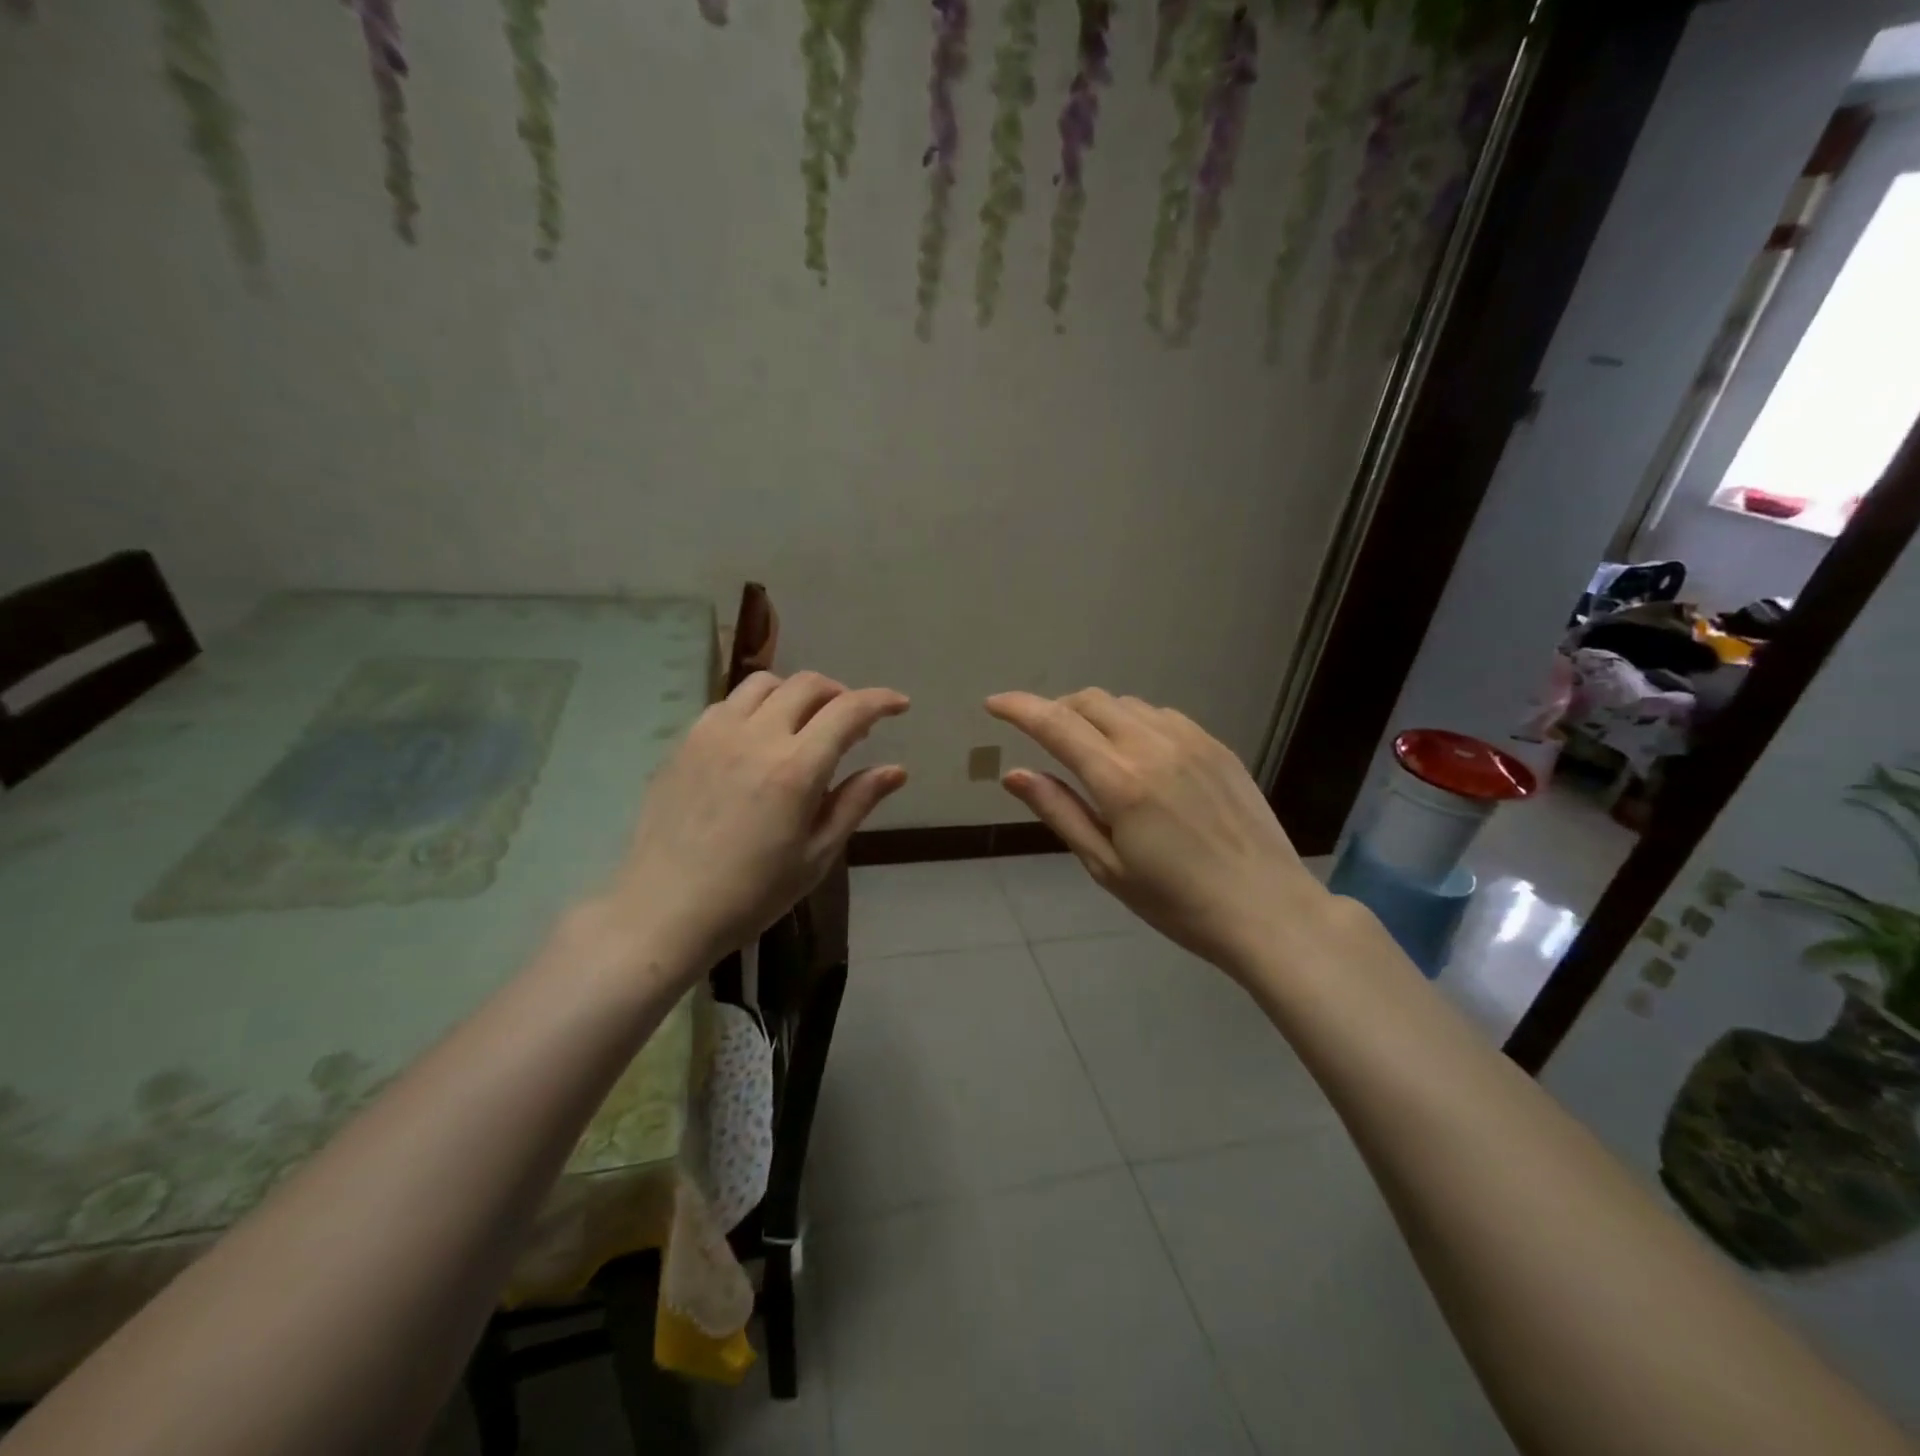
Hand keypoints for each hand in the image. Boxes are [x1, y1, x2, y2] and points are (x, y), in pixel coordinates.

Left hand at [594, 671, 908, 974]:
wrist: (665, 910)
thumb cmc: (752, 893)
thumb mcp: (816, 855)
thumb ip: (856, 802)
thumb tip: (896, 770)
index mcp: (796, 768)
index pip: (848, 710)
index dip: (880, 701)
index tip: (899, 705)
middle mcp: (756, 736)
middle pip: (807, 684)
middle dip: (840, 693)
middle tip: (851, 722)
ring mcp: (714, 733)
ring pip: (765, 683)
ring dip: (796, 693)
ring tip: (804, 724)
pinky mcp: (685, 742)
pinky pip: (729, 703)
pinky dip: (757, 707)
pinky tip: (758, 739)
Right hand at [986, 689, 1330, 978]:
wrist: (1267, 910)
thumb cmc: (1176, 902)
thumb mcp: (1105, 865)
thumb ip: (1058, 811)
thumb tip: (1013, 774)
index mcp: (1120, 780)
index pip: (1055, 724)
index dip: (1019, 708)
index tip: (994, 704)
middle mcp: (1153, 745)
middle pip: (1090, 701)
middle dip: (1056, 708)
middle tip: (1042, 735)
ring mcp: (1191, 740)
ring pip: (1127, 704)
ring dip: (1096, 714)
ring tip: (1089, 747)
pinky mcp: (1217, 746)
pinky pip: (1162, 715)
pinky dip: (1134, 722)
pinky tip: (1138, 754)